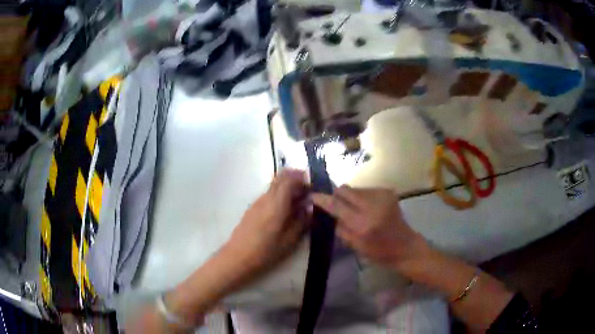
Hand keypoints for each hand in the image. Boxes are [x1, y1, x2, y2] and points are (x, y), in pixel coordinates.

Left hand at [223, 169, 310, 278]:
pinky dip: (280, 196)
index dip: (303, 178)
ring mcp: (257, 202)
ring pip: (275, 186)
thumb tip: (310, 208)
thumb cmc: (265, 252)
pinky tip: (286, 212)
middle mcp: (265, 198)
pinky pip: (269, 195)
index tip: (314, 186)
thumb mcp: (290, 241)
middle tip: (308, 191)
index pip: (289, 179)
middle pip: (281, 177)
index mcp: (276, 204)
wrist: (237, 258)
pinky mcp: (253, 209)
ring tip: (300, 203)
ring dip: (288, 188)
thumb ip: (302, 221)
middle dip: (296, 179)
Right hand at [312, 186, 428, 269]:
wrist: (405, 246)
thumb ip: (339, 227)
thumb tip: (325, 213)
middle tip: (336, 206)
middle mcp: (372, 205)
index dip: (322, 199)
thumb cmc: (379, 251)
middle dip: (337, 196)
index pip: (337, 205)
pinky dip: (361, 198)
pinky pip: (365, 190)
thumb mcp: (355, 245)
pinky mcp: (388, 192)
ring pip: (355, 188)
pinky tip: (367, 208)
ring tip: (354, 210)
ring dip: (350, 197)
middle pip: (345, 190)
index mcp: (363, 223)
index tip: (313, 196)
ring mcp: (382, 196)